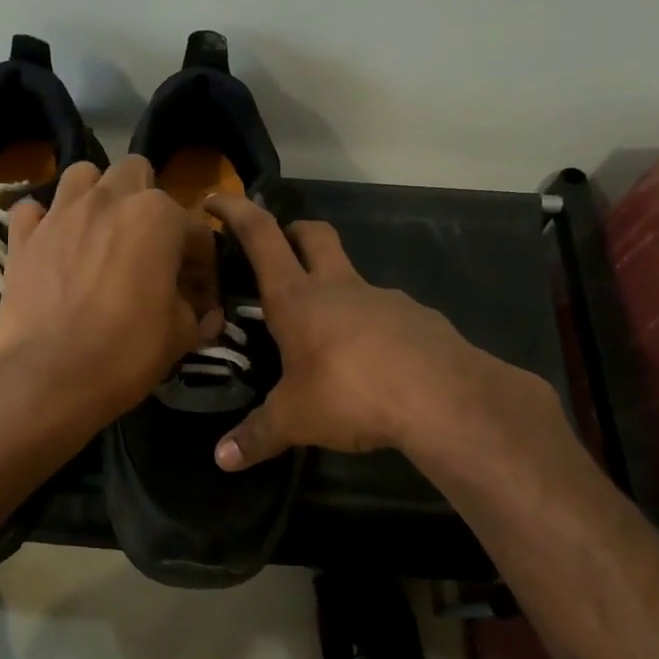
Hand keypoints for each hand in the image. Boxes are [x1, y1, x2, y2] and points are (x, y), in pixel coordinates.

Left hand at [0, 156, 223, 428]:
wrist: (46, 378)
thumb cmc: (124, 353)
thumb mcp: (179, 337)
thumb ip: (197, 314)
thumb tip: (207, 314)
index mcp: (157, 217)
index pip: (196, 230)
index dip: (204, 265)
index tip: (200, 296)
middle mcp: (108, 200)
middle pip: (135, 173)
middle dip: (148, 202)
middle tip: (149, 246)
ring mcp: (60, 214)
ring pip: (82, 175)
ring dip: (96, 195)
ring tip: (100, 232)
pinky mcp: (22, 237)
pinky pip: (33, 210)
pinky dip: (44, 222)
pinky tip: (53, 245)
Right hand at [206, 194, 557, 472]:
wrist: (443, 397)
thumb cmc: (350, 393)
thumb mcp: (295, 420)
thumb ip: (257, 436)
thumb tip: (222, 460)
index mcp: (297, 298)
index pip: (261, 236)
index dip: (236, 211)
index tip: (215, 198)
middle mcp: (339, 287)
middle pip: (314, 234)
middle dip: (292, 231)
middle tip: (278, 250)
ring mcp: (383, 298)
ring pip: (351, 276)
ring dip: (333, 288)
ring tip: (324, 335)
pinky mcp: (418, 319)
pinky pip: (385, 313)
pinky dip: (370, 326)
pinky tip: (370, 363)